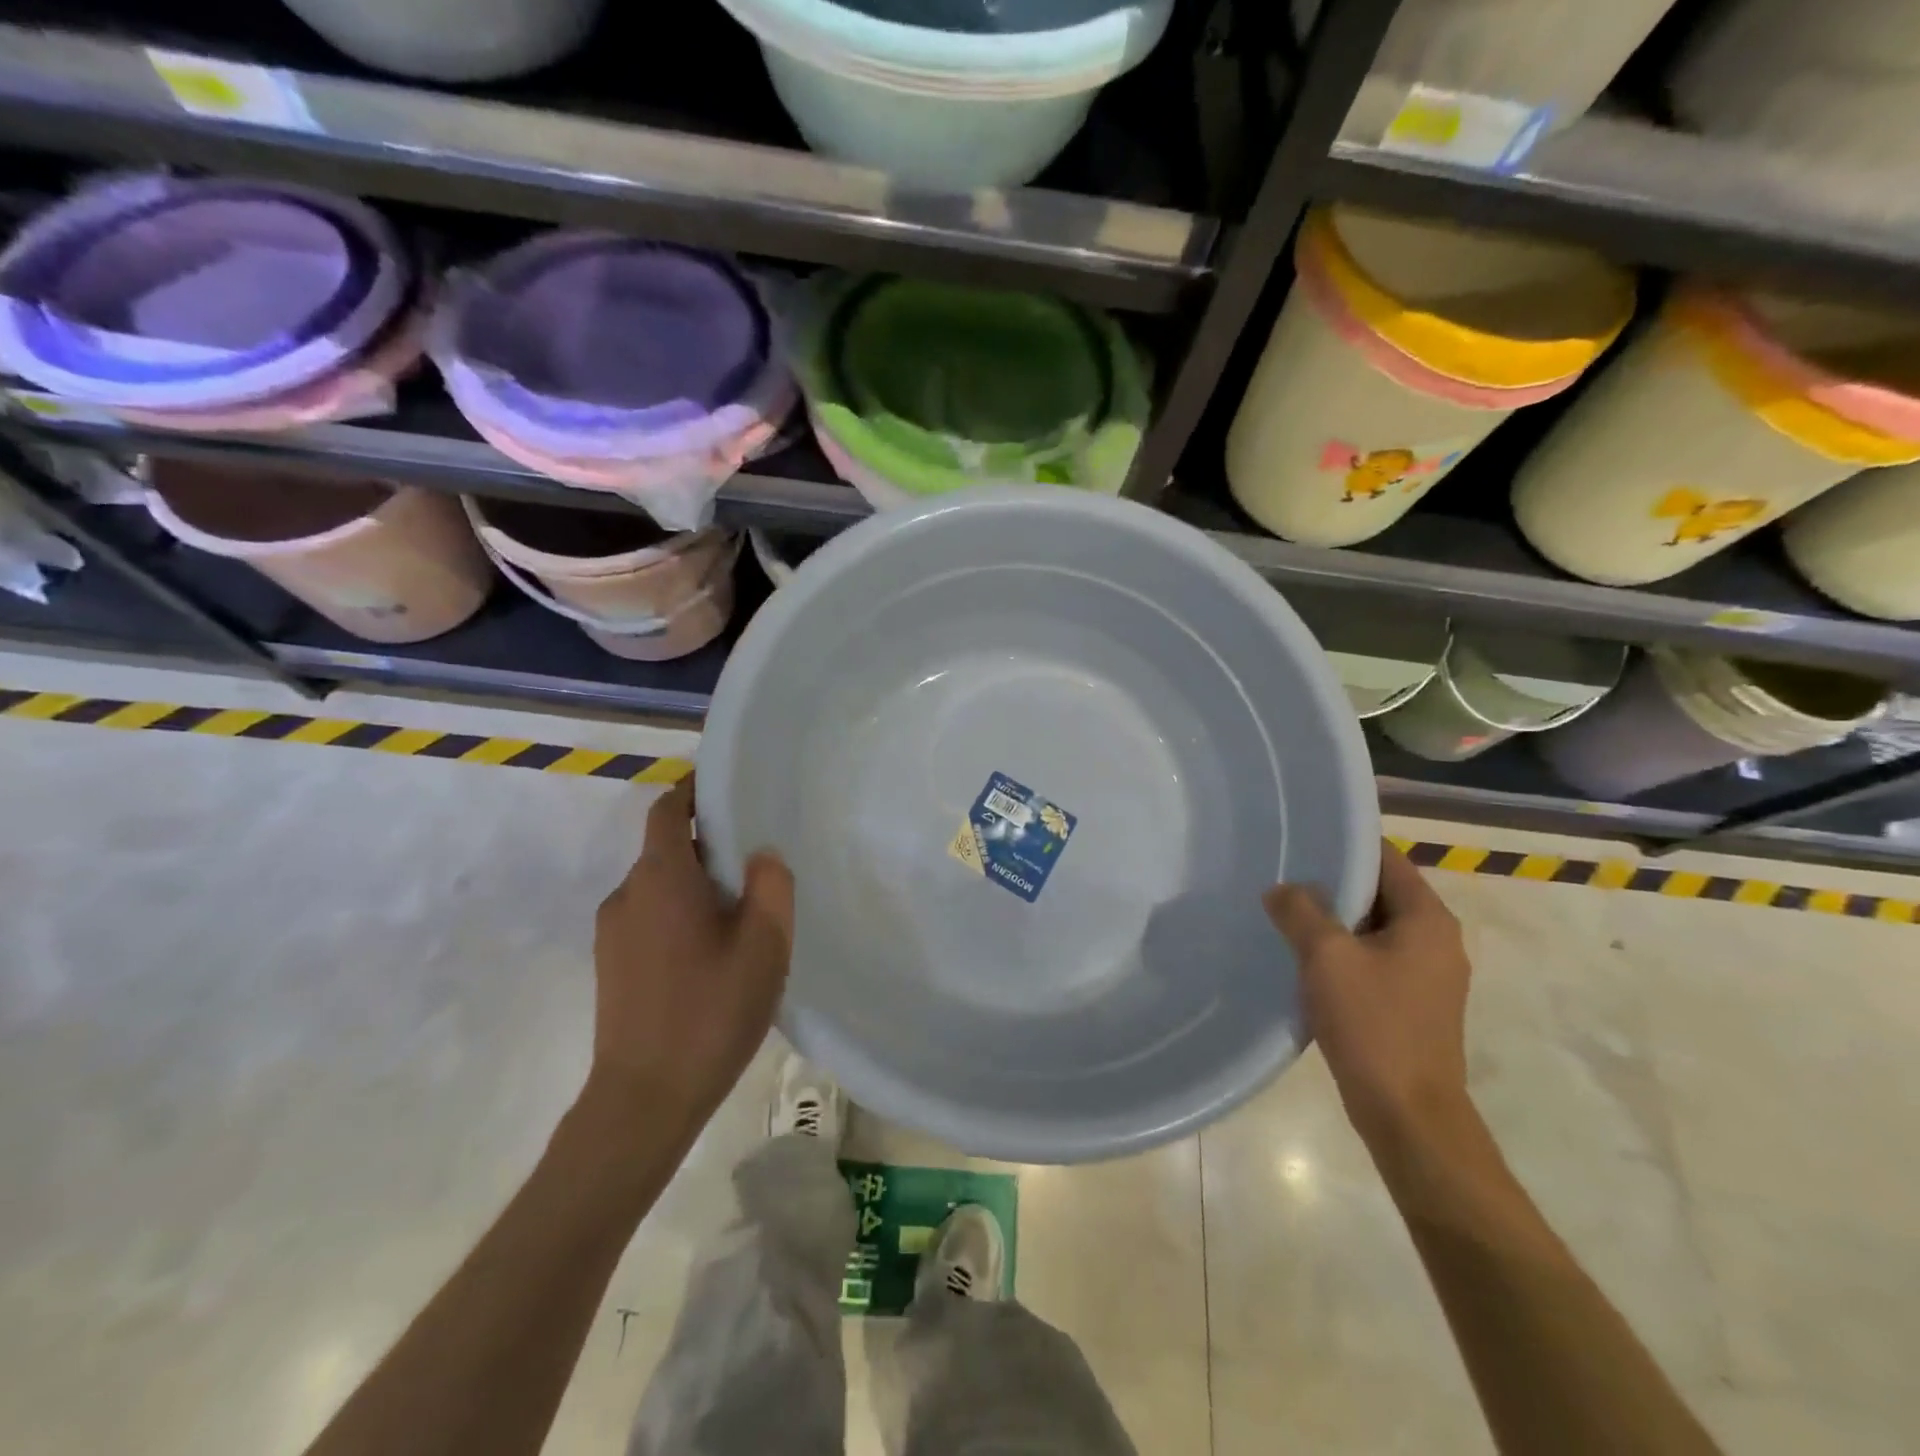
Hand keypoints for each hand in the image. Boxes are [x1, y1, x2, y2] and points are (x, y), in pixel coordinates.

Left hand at [586, 777, 794, 1136]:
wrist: (643, 1100)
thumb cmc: (710, 1011)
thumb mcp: (765, 945)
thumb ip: (771, 886)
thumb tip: (761, 854)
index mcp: (660, 878)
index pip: (668, 809)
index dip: (695, 792)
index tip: (730, 792)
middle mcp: (627, 894)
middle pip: (666, 848)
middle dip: (708, 845)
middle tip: (756, 864)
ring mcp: (613, 932)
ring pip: (659, 887)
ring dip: (695, 886)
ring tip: (740, 915)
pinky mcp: (611, 965)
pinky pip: (649, 917)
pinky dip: (679, 915)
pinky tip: (712, 953)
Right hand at [1263, 843, 1473, 1152]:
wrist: (1408, 1115)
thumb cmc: (1374, 1025)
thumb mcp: (1327, 957)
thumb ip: (1300, 911)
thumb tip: (1282, 889)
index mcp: (1428, 919)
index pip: (1386, 859)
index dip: (1344, 846)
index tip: (1301, 840)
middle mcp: (1437, 940)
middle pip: (1379, 893)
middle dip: (1332, 883)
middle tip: (1283, 874)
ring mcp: (1427, 975)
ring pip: (1373, 928)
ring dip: (1333, 920)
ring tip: (1285, 912)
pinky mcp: (1412, 1004)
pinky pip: (1372, 959)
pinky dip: (1342, 951)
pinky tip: (1304, 958)